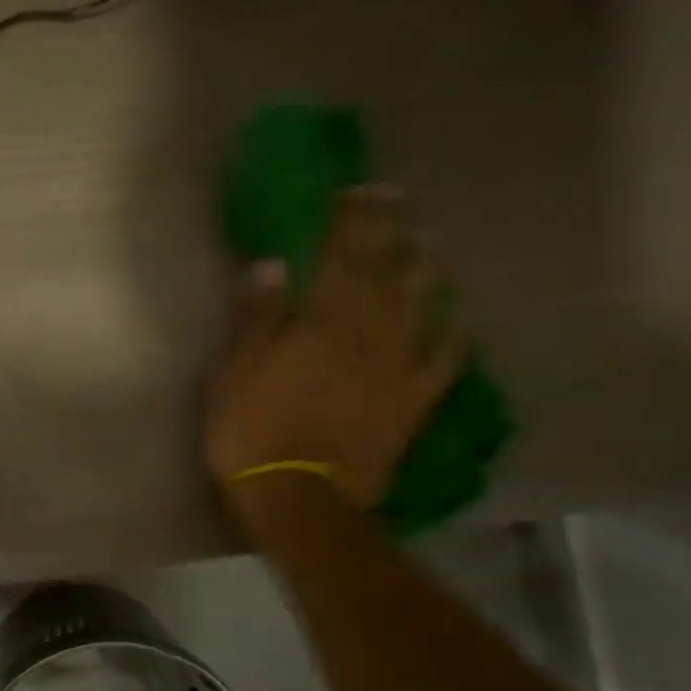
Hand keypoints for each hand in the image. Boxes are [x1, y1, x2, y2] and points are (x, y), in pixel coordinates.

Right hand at [206, 186, 466, 522]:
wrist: (300, 500)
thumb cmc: (254, 432)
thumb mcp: (235, 370)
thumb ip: (256, 315)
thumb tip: (272, 262)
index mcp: (323, 320)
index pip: (341, 255)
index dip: (350, 219)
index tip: (355, 190)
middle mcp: (370, 333)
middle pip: (384, 270)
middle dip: (388, 230)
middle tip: (393, 199)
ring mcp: (398, 367)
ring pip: (420, 305)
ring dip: (423, 269)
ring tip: (426, 244)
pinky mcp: (413, 403)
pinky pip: (443, 361)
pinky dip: (452, 335)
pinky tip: (456, 318)